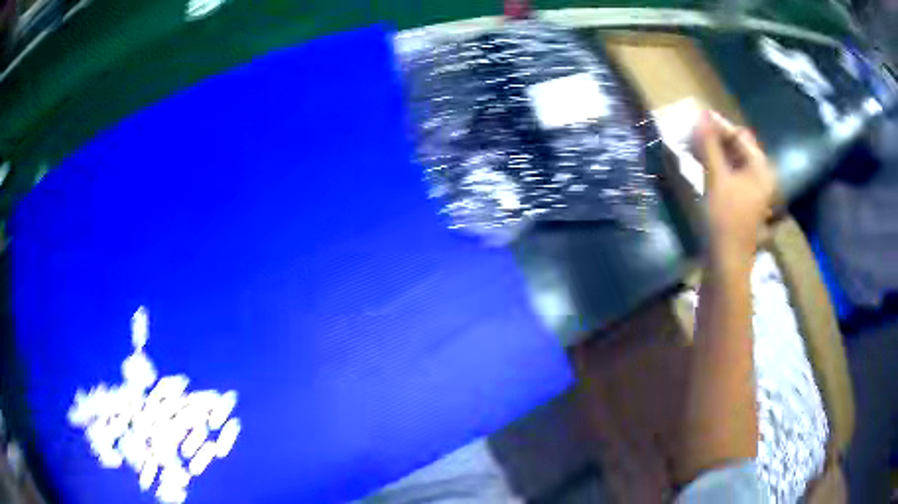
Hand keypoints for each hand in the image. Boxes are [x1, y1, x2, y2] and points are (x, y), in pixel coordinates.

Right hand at [694, 111, 775, 265]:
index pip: (740, 136)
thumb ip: (709, 144)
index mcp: (760, 168)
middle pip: (738, 148)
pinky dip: (718, 167)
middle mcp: (760, 177)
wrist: (726, 263)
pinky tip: (702, 166)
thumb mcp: (716, 178)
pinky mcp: (743, 203)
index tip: (696, 119)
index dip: (719, 126)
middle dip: (716, 139)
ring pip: (734, 162)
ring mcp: (753, 191)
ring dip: (715, 152)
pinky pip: (731, 176)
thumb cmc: (725, 219)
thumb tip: (702, 114)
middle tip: (692, 134)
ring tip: (693, 147)